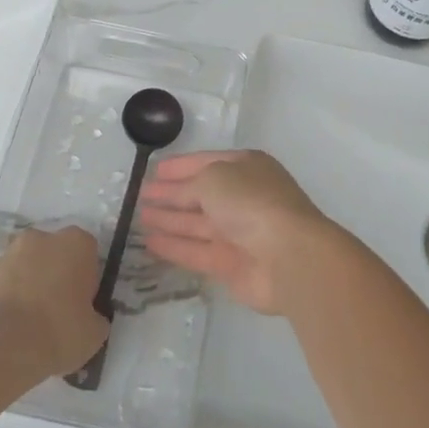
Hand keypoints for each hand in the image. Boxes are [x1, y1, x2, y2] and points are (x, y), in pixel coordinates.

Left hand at [0, 227, 108, 376]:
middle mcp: (44, 237)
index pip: (88, 253)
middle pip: (56, 253)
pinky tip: (12, 325)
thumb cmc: (60, 330)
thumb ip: (96, 317)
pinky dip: (10, 296)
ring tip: (31, 322)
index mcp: (77, 243)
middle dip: (57, 274)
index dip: (86, 278)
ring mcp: (11, 252)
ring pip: (29, 265)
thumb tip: (91, 318)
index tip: (83, 303)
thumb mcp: (95, 333)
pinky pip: (7, 282)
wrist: (5, 345)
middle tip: (58, 311)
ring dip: (32, 284)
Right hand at [137, 150, 341, 314]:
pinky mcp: (231, 265)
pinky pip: (197, 251)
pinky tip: (149, 242)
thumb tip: (173, 193)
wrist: (289, 257)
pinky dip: (174, 246)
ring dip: (169, 219)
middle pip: (201, 194)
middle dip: (171, 194)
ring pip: (197, 223)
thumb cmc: (251, 202)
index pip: (206, 162)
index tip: (153, 171)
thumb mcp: (214, 178)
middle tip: (140, 195)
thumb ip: (188, 185)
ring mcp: (238, 232)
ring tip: (139, 217)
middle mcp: (243, 197)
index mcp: (246, 167)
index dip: (180, 166)